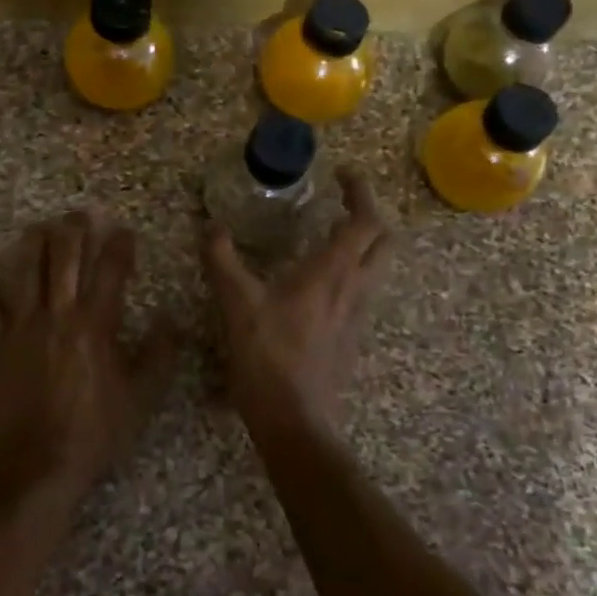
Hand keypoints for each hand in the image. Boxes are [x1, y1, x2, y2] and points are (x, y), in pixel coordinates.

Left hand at [0, 210, 176, 500]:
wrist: (40, 464)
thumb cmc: (96, 431)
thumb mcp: (142, 396)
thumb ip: (159, 354)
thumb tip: (169, 319)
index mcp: (96, 324)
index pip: (111, 271)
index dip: (120, 246)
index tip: (125, 233)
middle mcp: (58, 314)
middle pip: (65, 258)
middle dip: (74, 230)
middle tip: (80, 214)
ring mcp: (21, 327)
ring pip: (26, 271)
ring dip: (33, 244)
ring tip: (38, 227)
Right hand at [203, 167, 393, 440]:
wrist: (295, 421)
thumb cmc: (268, 357)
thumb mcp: (237, 304)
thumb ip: (223, 261)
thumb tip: (212, 227)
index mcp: (332, 273)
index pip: (365, 221)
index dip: (361, 192)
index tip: (345, 174)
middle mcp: (354, 289)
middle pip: (385, 241)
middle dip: (372, 214)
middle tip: (345, 201)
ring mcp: (357, 316)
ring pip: (377, 268)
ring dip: (364, 244)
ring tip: (331, 235)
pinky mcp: (351, 338)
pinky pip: (361, 293)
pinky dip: (351, 272)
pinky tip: (318, 282)